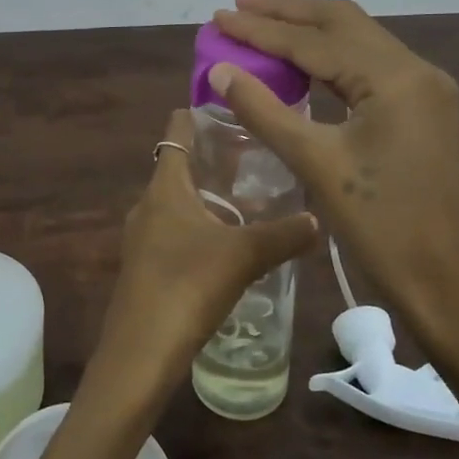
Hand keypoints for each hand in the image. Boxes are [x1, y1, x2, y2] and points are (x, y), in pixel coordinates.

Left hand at [82, 107, 318, 415]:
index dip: (197, 114)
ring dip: (207, 198)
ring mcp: (141, 238)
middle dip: (212, 160)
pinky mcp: (144, 268)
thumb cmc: (188, 285)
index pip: (176, 131)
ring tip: (250, 201)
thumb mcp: (244, 255)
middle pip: (178, 167)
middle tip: (256, 156)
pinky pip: (174, 233)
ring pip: (177, 204)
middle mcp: (147, 205)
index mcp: (165, 187)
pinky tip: (227, 246)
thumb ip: (283, 235)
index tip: (229, 107)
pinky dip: (199, 229)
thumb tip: (317, 219)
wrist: (141, 351)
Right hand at [209, 0, 458, 386]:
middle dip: (288, 12)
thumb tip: (221, 71)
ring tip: (262, 21)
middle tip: (239, 5)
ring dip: (310, 29)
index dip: (261, 29)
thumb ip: (265, 111)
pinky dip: (331, 56)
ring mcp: (425, 88)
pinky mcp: (423, 108)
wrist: (448, 281)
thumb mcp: (316, 165)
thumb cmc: (381, 226)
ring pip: (358, 40)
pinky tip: (303, 61)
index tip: (219, 17)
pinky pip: (370, 65)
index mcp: (394, 78)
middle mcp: (415, 70)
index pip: (315, 41)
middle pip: (342, 23)